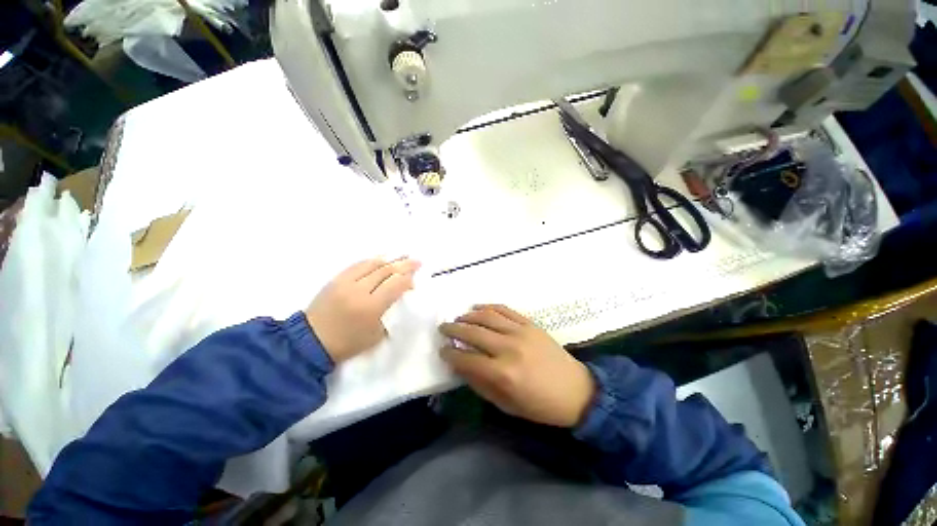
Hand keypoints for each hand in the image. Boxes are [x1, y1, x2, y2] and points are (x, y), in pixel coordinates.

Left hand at [306, 258, 420, 362]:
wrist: (311, 340)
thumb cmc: (347, 343)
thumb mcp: (376, 335)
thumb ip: (390, 313)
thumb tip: (399, 296)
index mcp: (371, 307)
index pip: (395, 285)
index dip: (408, 279)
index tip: (415, 278)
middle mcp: (359, 290)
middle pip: (386, 271)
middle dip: (404, 265)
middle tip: (417, 261)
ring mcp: (346, 282)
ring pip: (373, 264)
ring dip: (390, 259)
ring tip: (403, 256)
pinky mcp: (336, 279)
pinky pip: (358, 264)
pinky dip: (373, 260)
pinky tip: (382, 259)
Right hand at [439, 305, 595, 427]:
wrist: (576, 391)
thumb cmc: (539, 405)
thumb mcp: (506, 404)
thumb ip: (480, 384)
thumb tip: (460, 366)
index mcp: (503, 373)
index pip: (466, 358)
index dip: (450, 353)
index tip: (442, 350)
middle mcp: (509, 348)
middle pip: (473, 332)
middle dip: (454, 329)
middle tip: (443, 328)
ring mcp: (521, 332)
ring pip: (487, 316)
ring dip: (468, 315)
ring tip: (458, 317)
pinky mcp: (530, 324)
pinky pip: (505, 310)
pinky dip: (489, 306)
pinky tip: (478, 307)